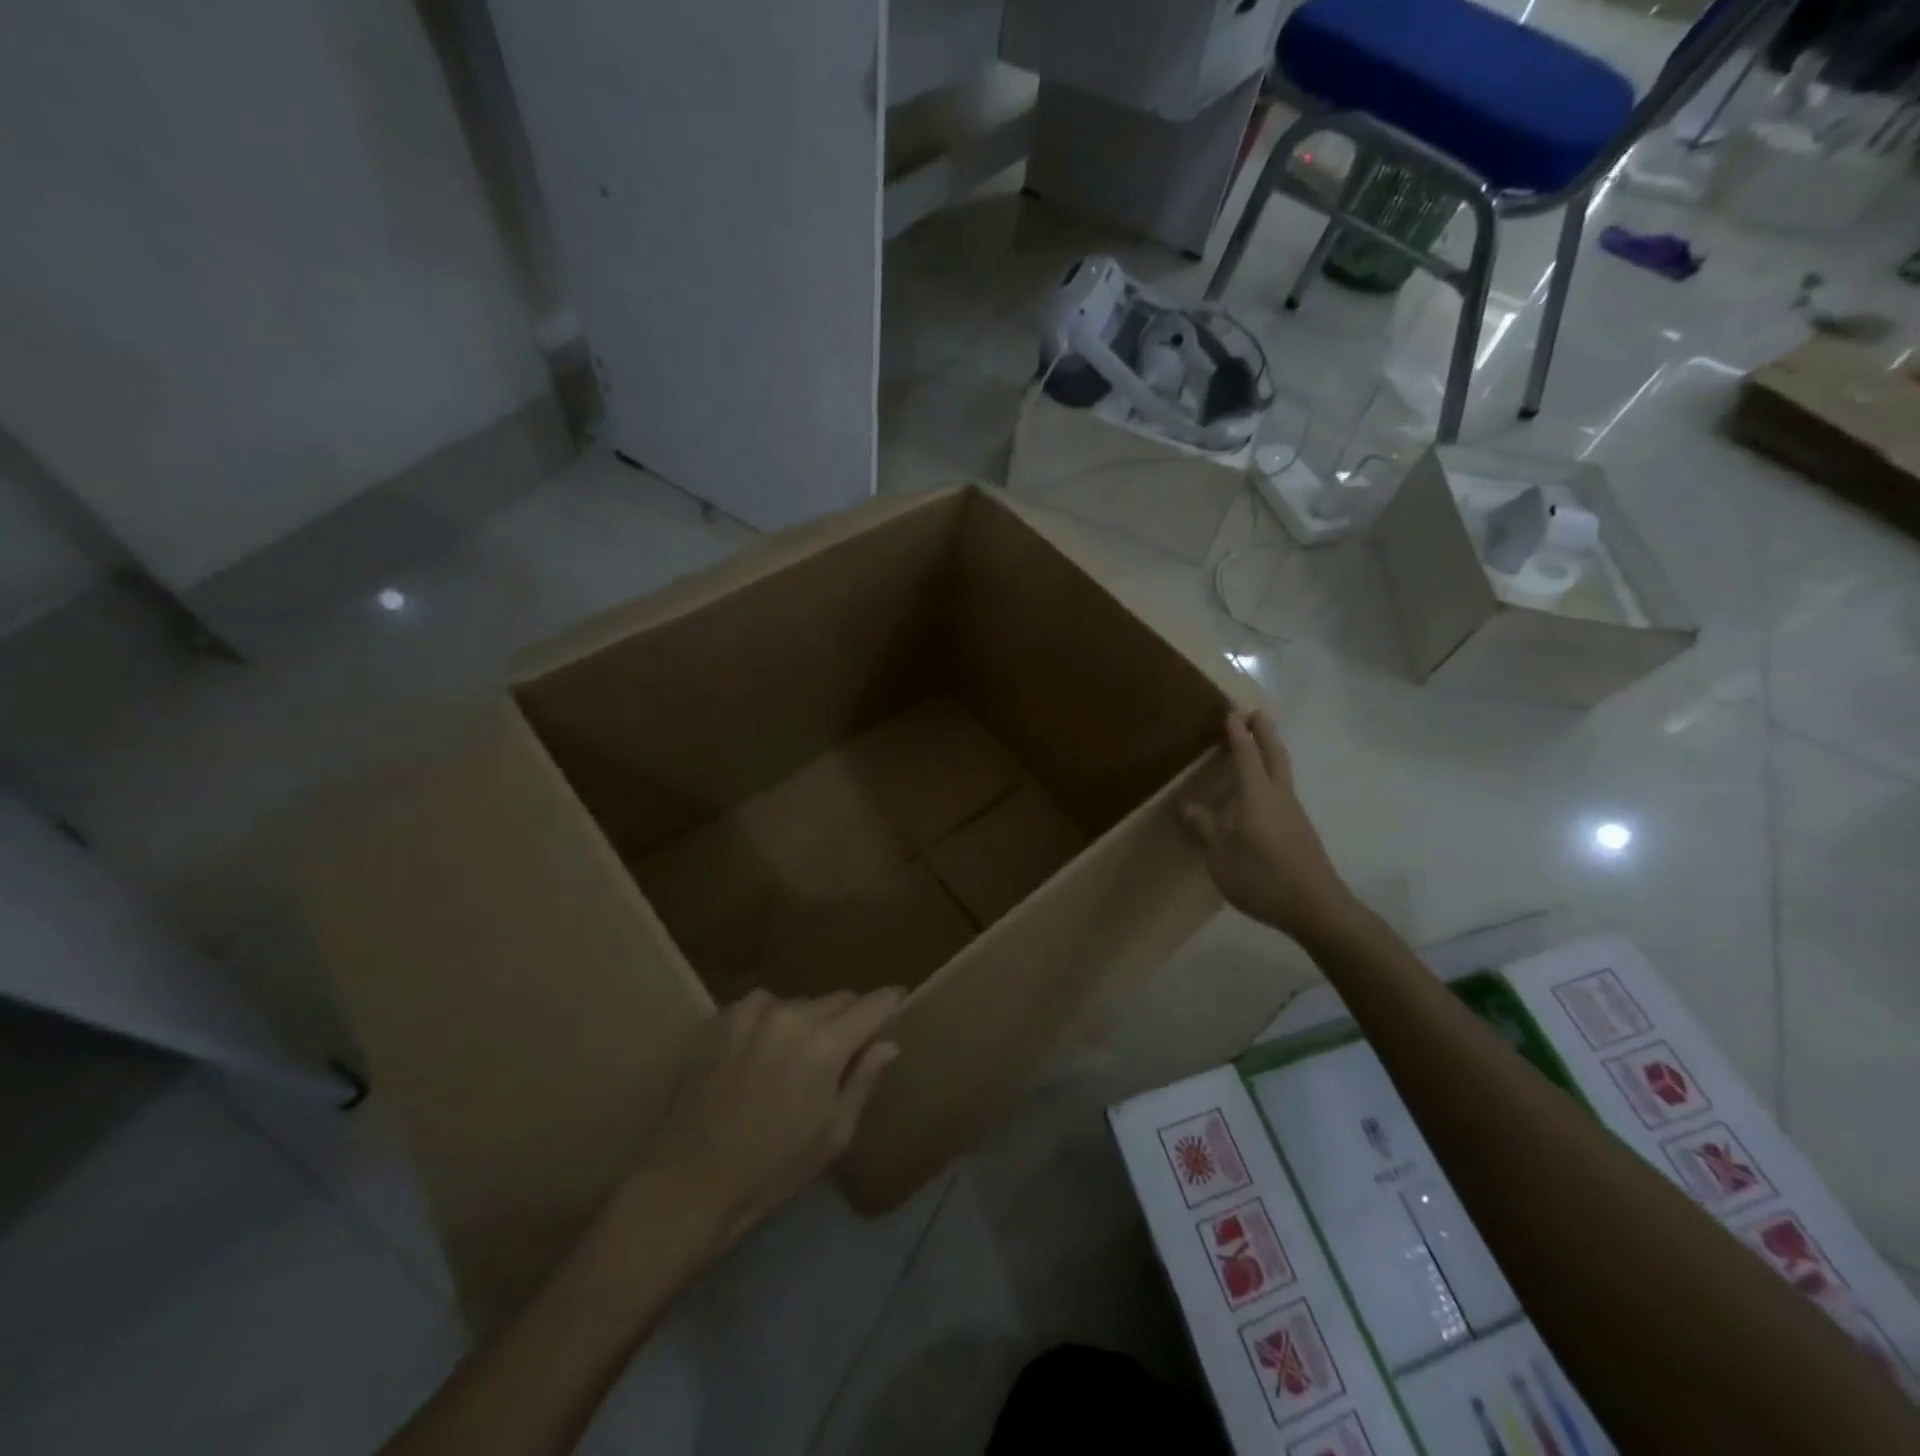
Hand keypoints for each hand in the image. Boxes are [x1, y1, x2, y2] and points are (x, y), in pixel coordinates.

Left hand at [638, 988, 902, 1246]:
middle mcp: (792, 1014)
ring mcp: (753, 1011)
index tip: (900, 1004)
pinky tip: (762, 1052)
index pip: (873, 1004)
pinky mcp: (723, 1017)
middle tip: (845, 1047)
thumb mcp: (834, 1133)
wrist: (691, 1181)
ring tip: (797, 1054)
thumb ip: (864, 1079)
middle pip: (838, 999)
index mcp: (825, 1044)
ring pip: (800, 1002)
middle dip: (848, 1018)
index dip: (891, 1002)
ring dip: (808, 1020)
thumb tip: (888, 1042)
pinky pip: (763, 1006)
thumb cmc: (774, 1167)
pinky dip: (772, 1021)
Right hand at [1181, 710, 1354, 942]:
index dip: (1238, 734)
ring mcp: (1294, 814)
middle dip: (1264, 733)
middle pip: (1274, 755)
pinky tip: (1261, 794)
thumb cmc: (1263, 878)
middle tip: (1256, 714)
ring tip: (1258, 747)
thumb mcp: (1221, 856)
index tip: (1232, 712)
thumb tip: (1186, 806)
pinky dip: (1272, 779)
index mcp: (1257, 796)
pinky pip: (1283, 792)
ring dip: (1271, 754)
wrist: (1316, 908)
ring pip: (1282, 773)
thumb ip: (1204, 829)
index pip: (1246, 755)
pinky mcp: (1300, 831)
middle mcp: (1279, 797)